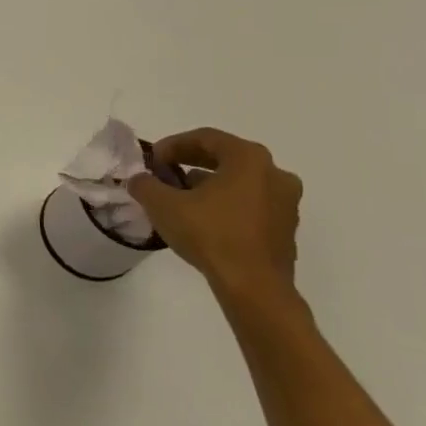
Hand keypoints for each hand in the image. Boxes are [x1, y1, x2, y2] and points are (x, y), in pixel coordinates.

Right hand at [128, 128, 302, 297]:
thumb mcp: (163, 205)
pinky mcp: (286, 229)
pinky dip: (227, 204)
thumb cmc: (210, 235)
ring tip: (182, 198)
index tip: (153, 159)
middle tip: (165, 173)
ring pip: (241, 182)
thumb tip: (139, 179)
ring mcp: (286, 202)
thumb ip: (145, 185)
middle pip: (226, 157)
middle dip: (192, 162)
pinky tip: (204, 220)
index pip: (206, 138)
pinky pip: (252, 204)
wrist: (254, 288)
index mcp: (249, 158)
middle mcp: (274, 173)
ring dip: (210, 184)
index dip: (173, 144)